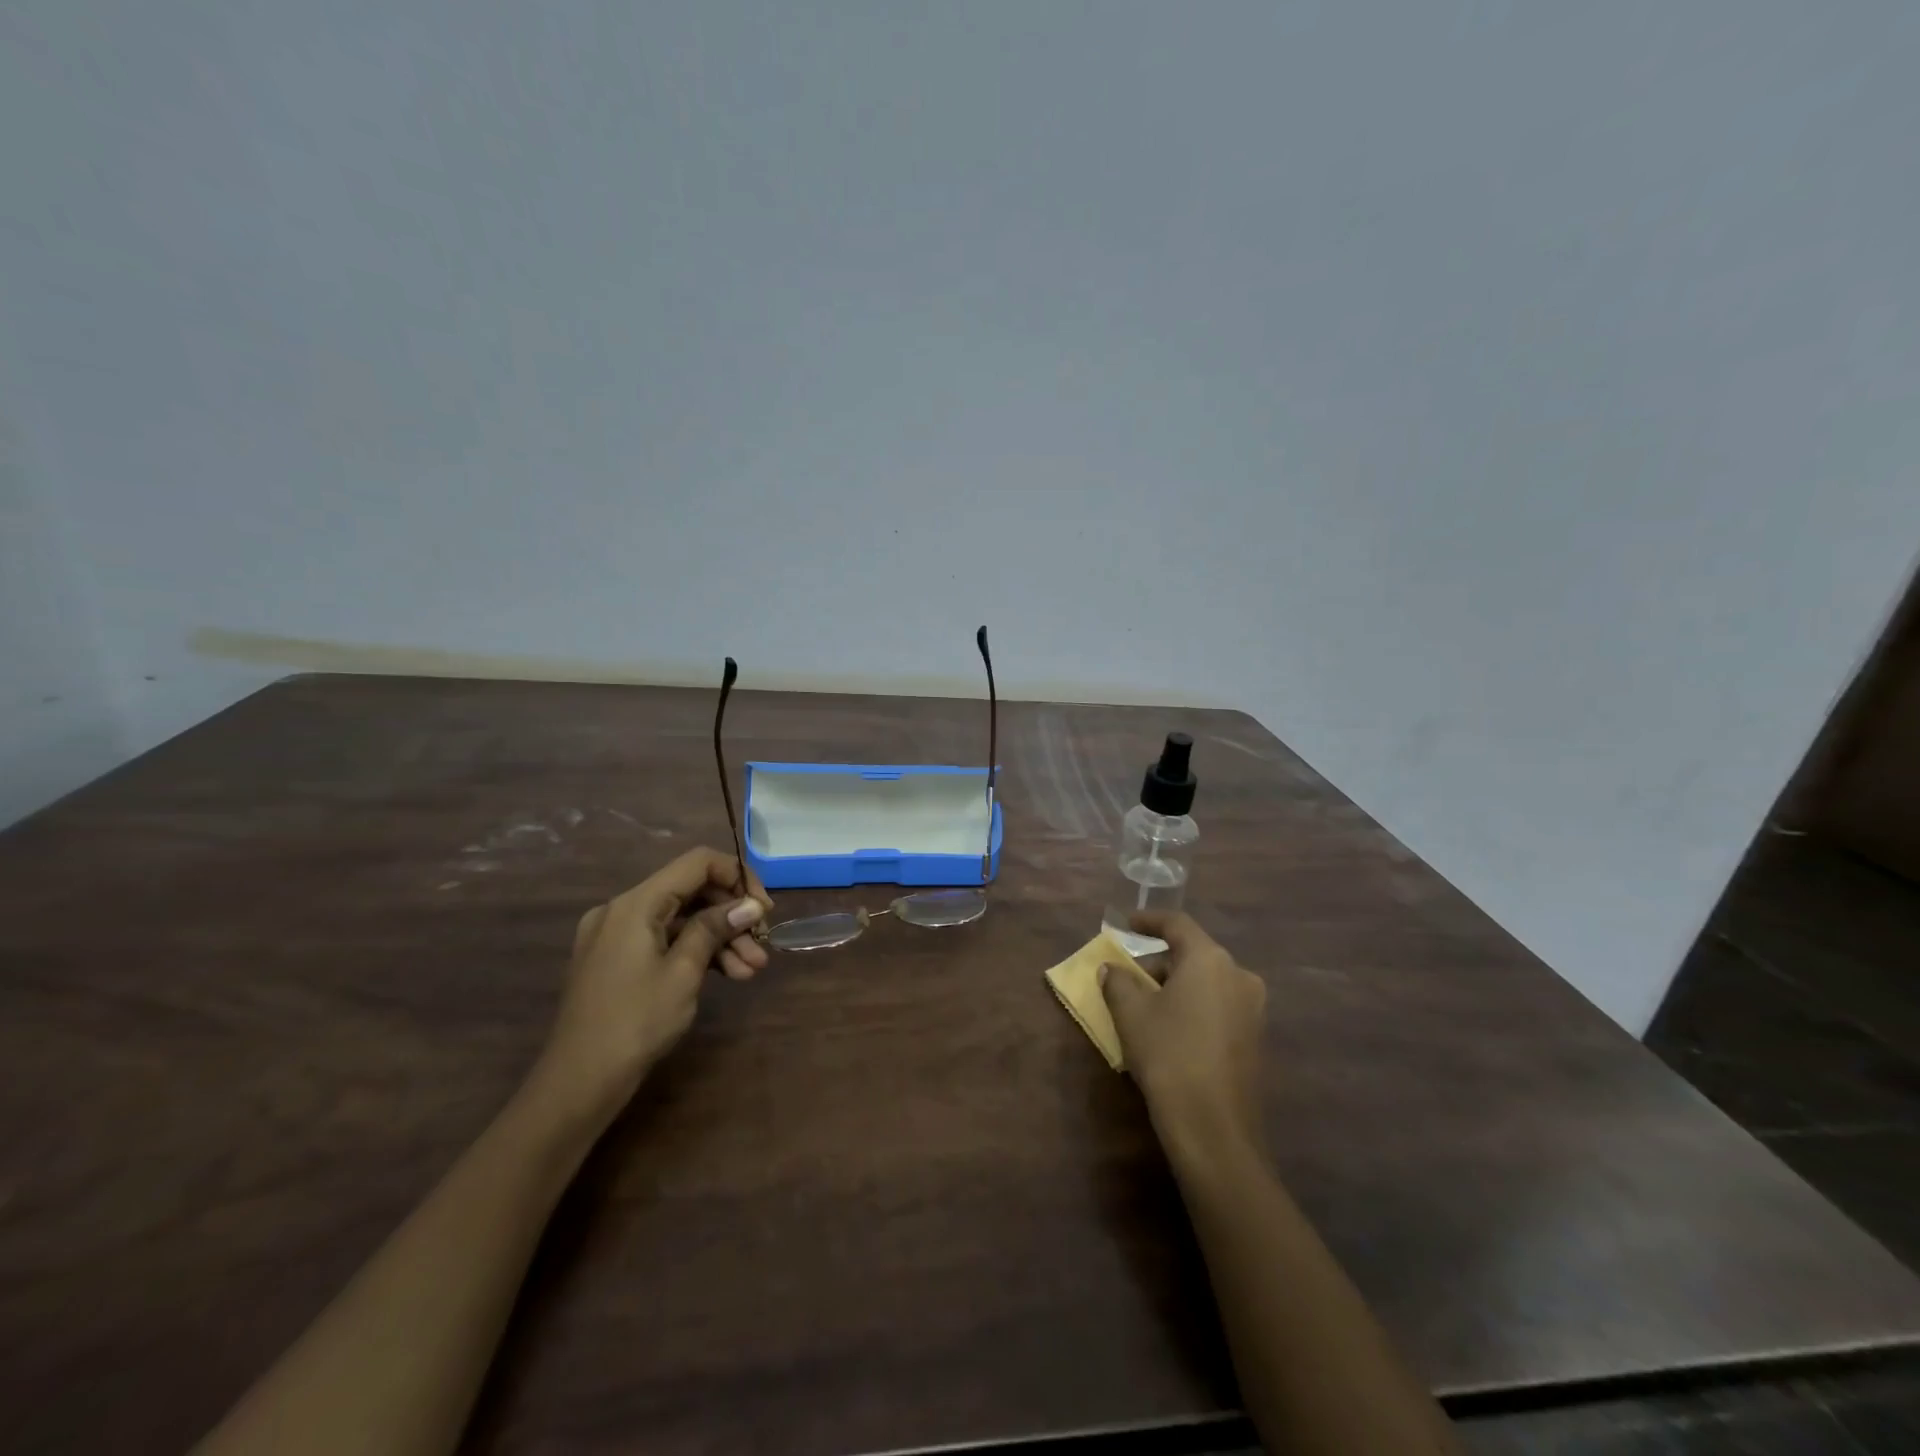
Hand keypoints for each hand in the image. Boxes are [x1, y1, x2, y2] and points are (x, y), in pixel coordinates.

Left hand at [533, 847, 773, 1121]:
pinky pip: (664, 941)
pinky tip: (728, 975)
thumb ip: (716, 928)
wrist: (578, 1084)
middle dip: (731, 916)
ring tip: (752, 970)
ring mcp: (616, 935)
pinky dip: (695, 953)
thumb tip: (751, 904)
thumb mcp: (683, 972)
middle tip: (762, 944)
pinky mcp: (616, 960)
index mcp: (635, 903)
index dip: (737, 876)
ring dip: (719, 940)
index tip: (763, 908)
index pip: (697, 864)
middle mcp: (622, 909)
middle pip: (690, 892)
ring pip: (681, 921)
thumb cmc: (635, 1022)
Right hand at [1100, 911, 1266, 1157]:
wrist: (1214, 1128)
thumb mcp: (1131, 1014)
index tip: (1127, 924)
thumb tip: (1111, 969)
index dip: (1149, 920)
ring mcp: (1252, 1009)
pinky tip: (1168, 1030)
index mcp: (1210, 960)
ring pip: (1205, 982)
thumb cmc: (1168, 1055)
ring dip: (1174, 986)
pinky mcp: (1255, 1038)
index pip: (1177, 924)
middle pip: (1192, 955)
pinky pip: (1217, 1006)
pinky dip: (1191, 1007)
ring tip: (1142, 1007)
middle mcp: (1238, 975)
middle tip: (1126, 979)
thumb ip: (1118, 981)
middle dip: (1157, 963)